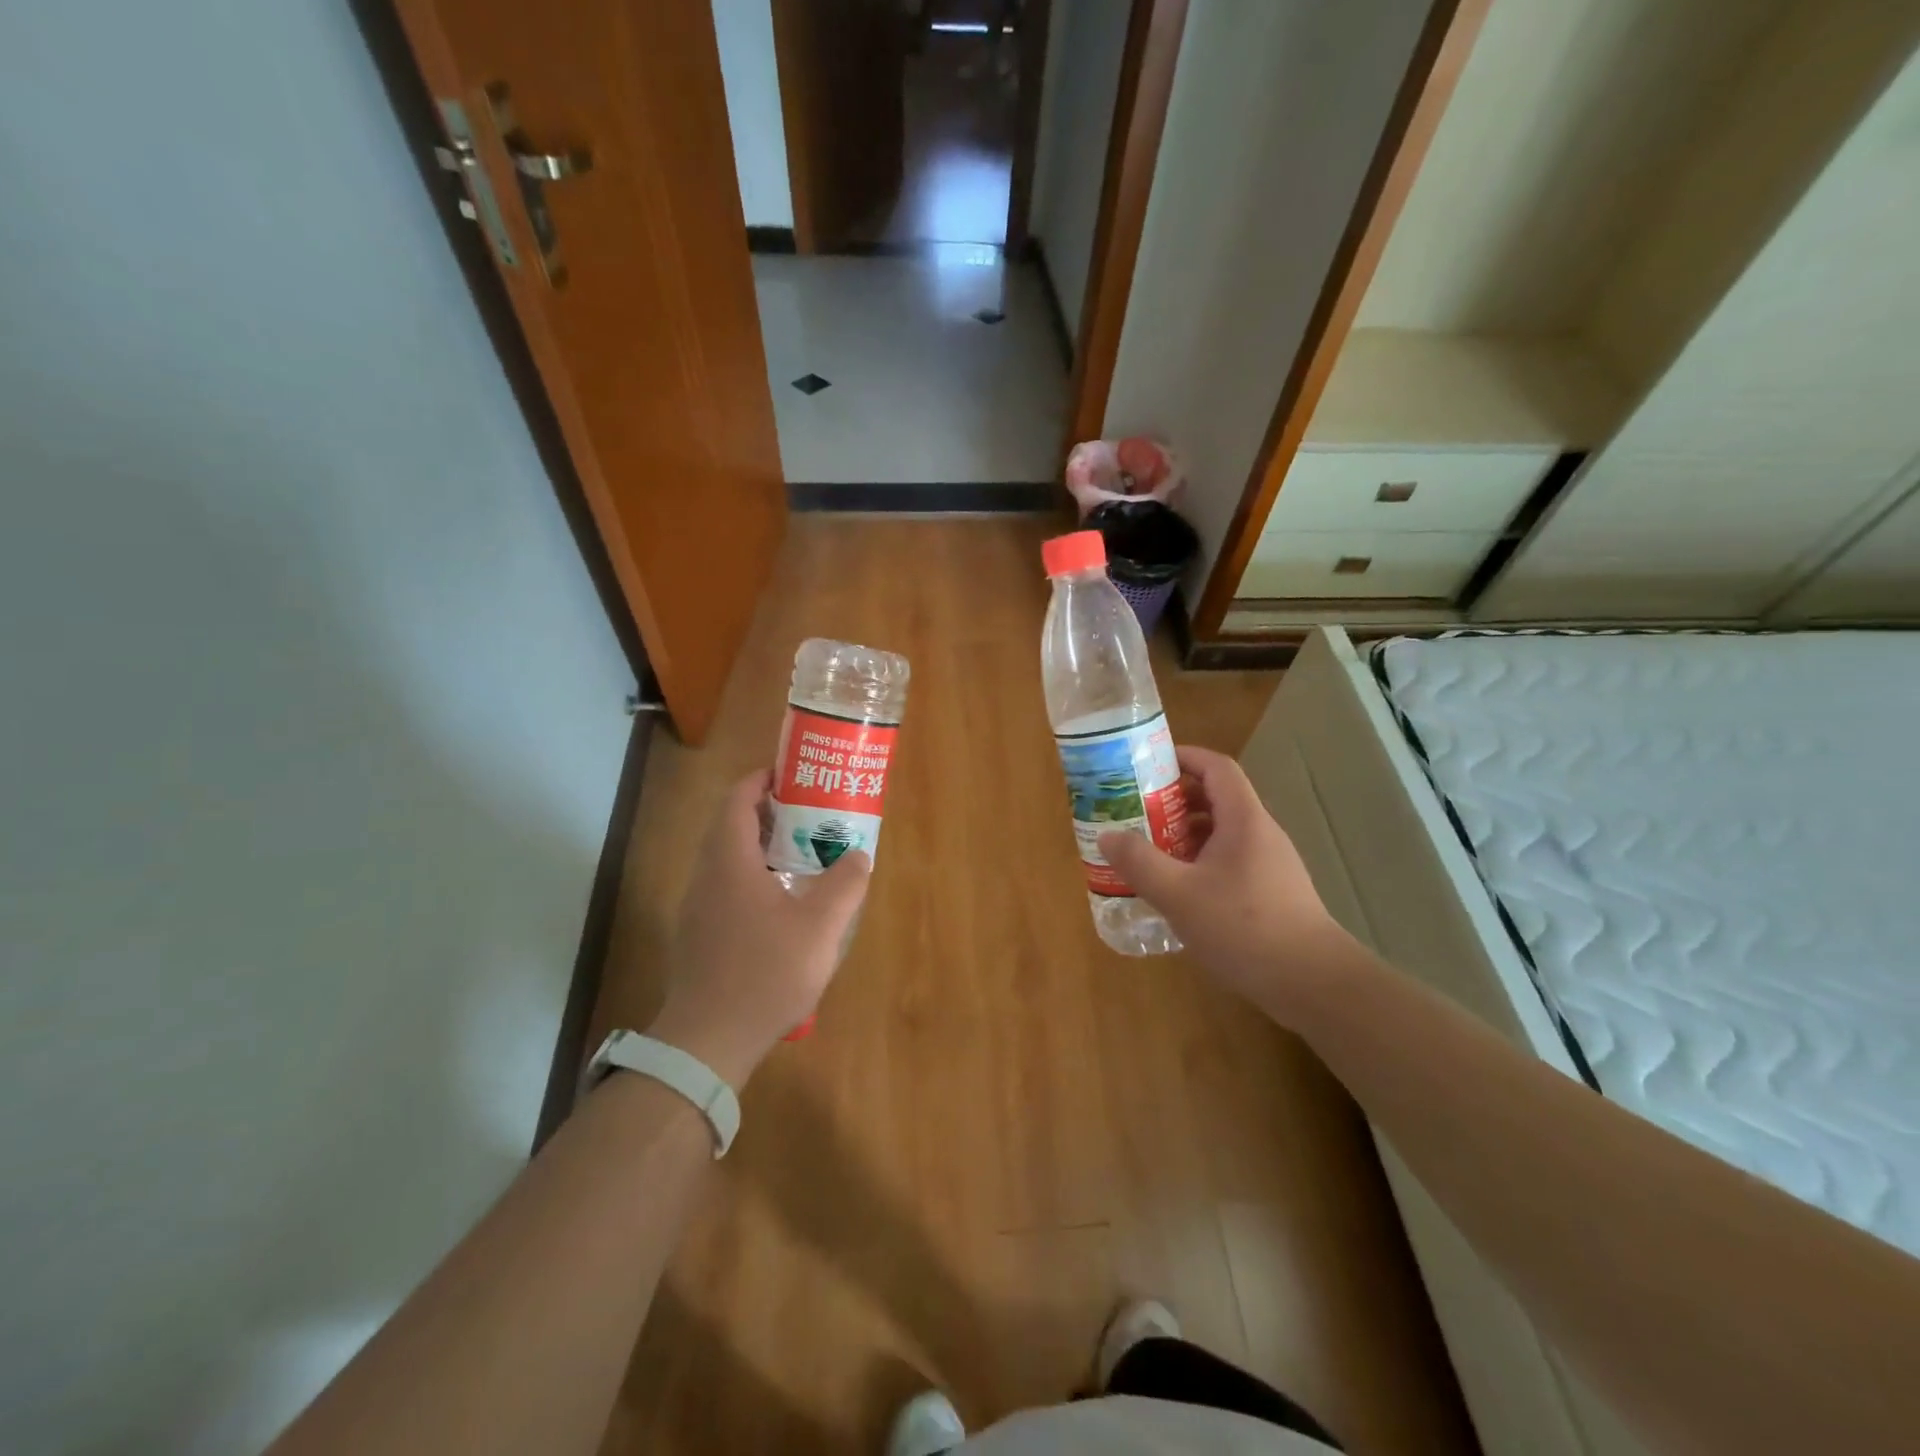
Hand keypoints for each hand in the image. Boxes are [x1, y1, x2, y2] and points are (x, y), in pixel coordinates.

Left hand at [647, 770, 871, 1086]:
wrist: (708, 1041)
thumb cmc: (765, 973)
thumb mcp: (820, 926)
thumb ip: (845, 884)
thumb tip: (858, 855)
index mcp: (729, 861)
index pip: (737, 800)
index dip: (762, 780)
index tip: (794, 776)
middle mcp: (706, 876)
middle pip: (731, 826)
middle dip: (769, 812)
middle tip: (809, 815)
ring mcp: (697, 908)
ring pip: (727, 859)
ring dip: (761, 847)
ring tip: (802, 855)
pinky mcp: (698, 935)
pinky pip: (725, 887)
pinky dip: (752, 877)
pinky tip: (783, 904)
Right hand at [1098, 745, 1346, 1022]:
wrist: (1312, 983)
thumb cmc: (1244, 927)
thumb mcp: (1179, 894)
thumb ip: (1139, 862)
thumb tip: (1107, 836)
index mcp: (1243, 820)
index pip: (1216, 767)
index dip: (1183, 757)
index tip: (1147, 763)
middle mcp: (1259, 834)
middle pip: (1216, 798)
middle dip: (1173, 799)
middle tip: (1135, 811)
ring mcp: (1268, 864)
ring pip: (1221, 833)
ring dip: (1183, 834)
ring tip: (1147, 850)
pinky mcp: (1270, 892)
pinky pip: (1227, 861)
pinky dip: (1198, 862)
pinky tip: (1176, 890)